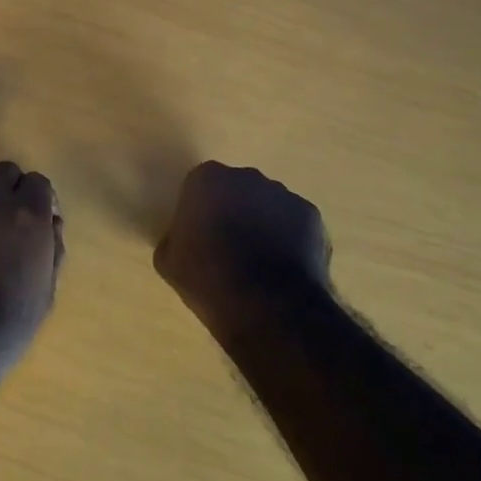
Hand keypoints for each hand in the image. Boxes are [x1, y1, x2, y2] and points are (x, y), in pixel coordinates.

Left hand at [0, 161, 64, 374]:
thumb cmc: (9, 324)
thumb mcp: (47, 290)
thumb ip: (53, 247)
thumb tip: (51, 221)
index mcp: (27, 216)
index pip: (37, 181)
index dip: (39, 199)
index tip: (39, 221)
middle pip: (3, 172)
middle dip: (10, 188)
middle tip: (9, 222)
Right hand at [153, 162, 330, 327]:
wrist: (266, 305)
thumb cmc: (208, 278)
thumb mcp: (169, 261)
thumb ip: (174, 238)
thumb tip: (182, 238)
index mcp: (207, 179)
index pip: (199, 185)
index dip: (199, 209)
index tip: (198, 233)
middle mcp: (247, 176)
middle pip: (236, 188)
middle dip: (233, 209)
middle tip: (227, 246)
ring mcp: (284, 194)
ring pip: (268, 204)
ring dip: (262, 223)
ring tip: (259, 262)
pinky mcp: (312, 215)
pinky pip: (294, 223)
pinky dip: (289, 239)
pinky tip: (282, 268)